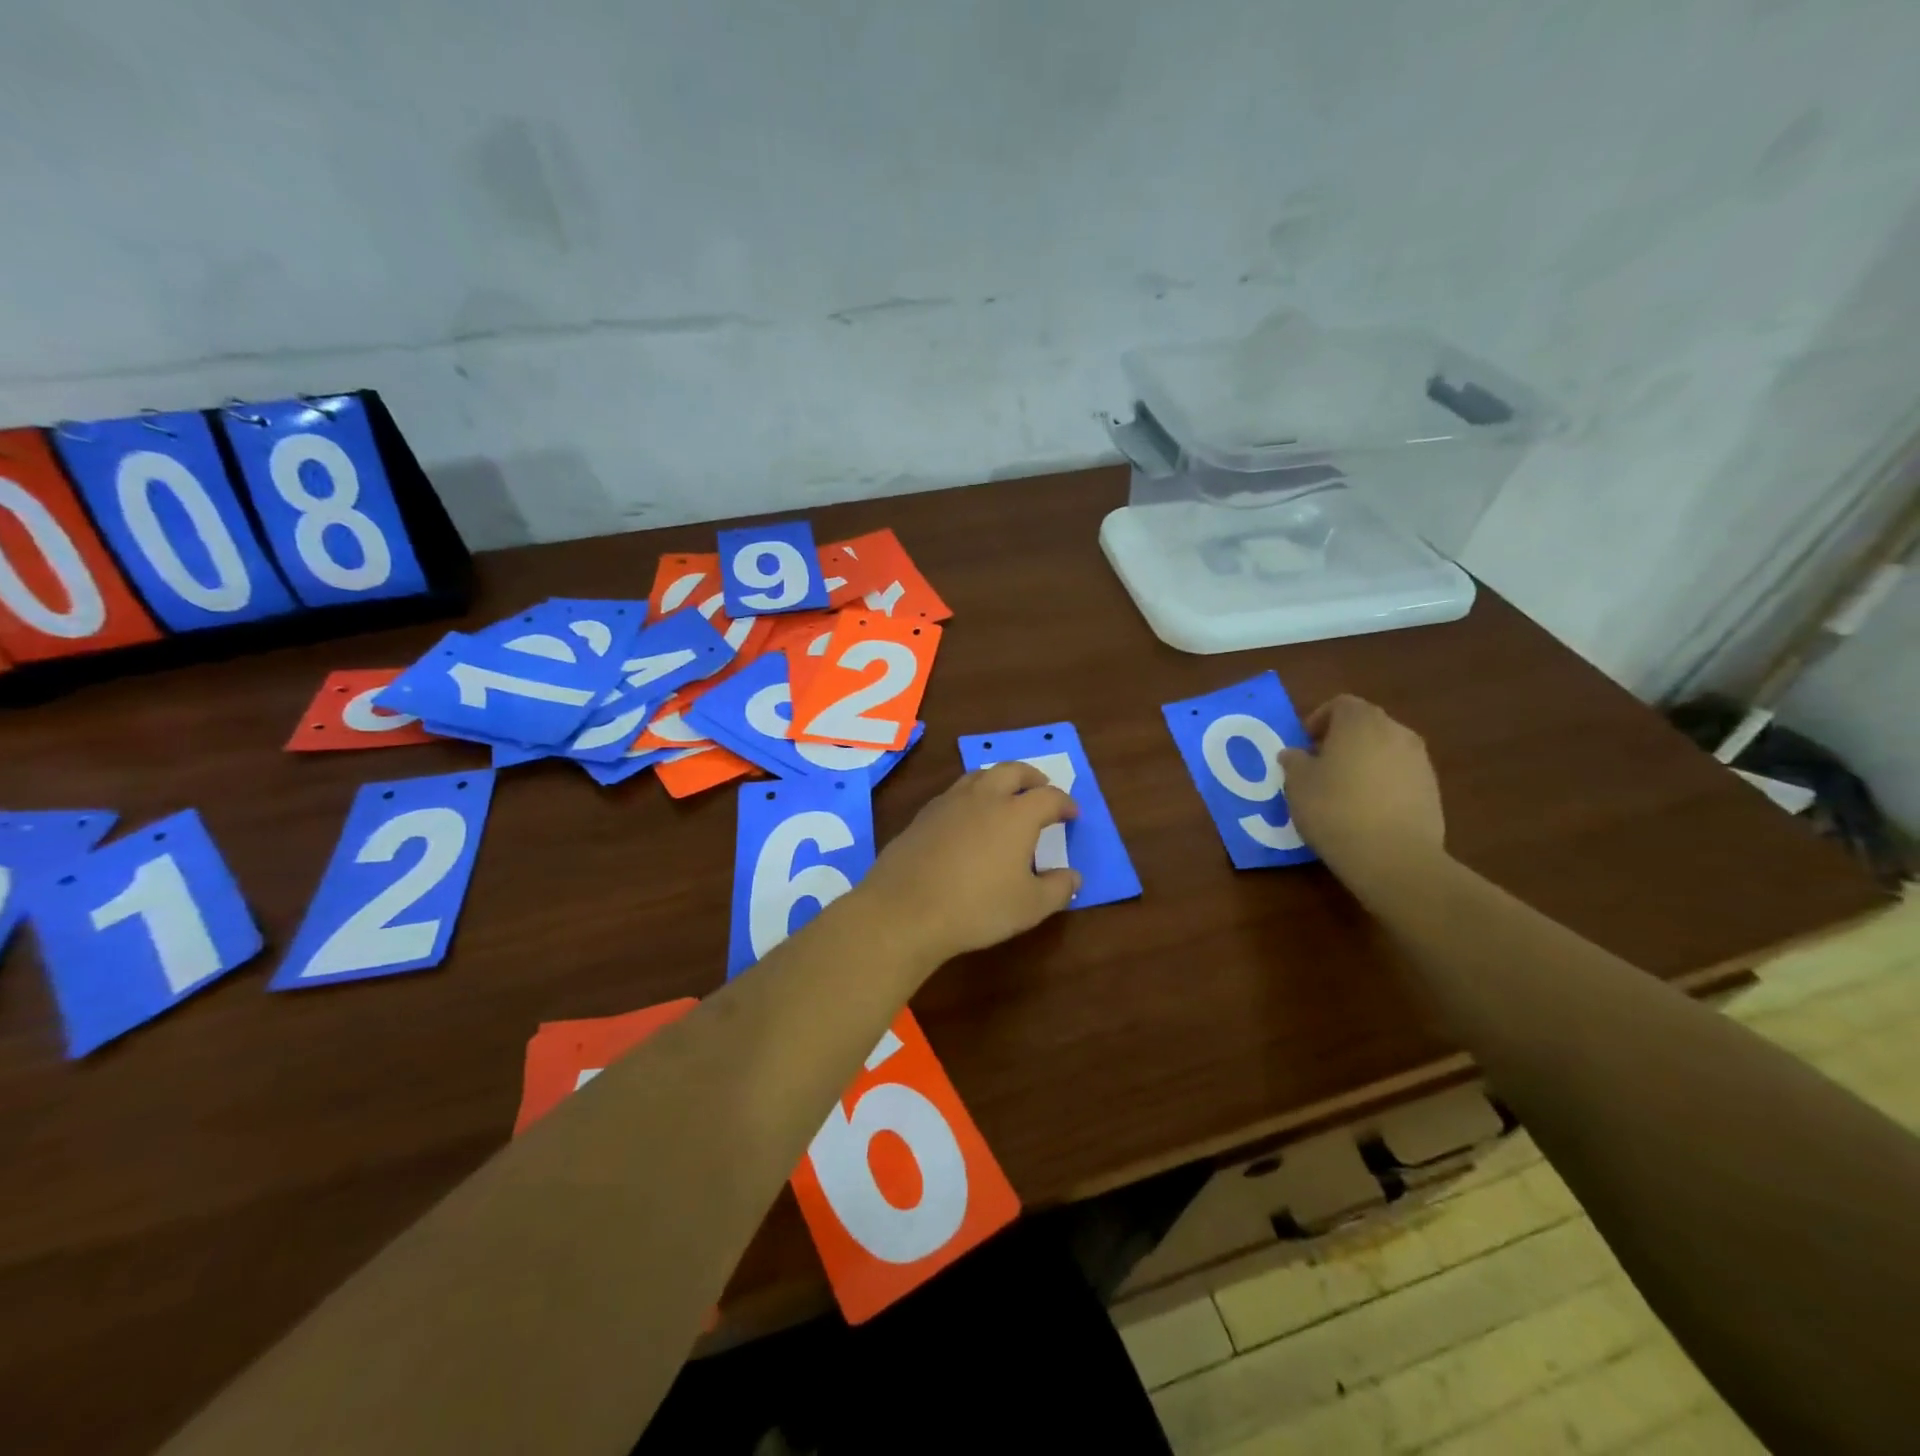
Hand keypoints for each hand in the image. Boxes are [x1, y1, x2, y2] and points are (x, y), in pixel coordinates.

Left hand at [853, 763, 1080, 967]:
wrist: (905, 911)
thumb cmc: (977, 908)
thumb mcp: (1030, 907)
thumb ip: (1058, 889)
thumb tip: (1073, 877)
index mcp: (1016, 814)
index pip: (1049, 797)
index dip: (1064, 803)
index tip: (1072, 814)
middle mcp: (983, 798)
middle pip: (1012, 771)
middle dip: (1031, 777)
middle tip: (1040, 788)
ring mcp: (948, 803)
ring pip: (978, 776)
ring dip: (997, 779)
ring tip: (1004, 795)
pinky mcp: (922, 816)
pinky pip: (953, 794)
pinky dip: (970, 797)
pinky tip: (967, 818)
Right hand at [1279, 695, 1444, 883]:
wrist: (1393, 856)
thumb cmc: (1335, 809)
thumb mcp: (1297, 784)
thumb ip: (1294, 761)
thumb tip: (1295, 754)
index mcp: (1360, 722)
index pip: (1340, 704)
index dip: (1319, 720)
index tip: (1304, 745)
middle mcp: (1395, 732)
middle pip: (1366, 724)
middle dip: (1342, 739)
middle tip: (1320, 766)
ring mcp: (1419, 761)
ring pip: (1385, 749)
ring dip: (1364, 761)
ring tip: (1344, 791)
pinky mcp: (1432, 790)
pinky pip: (1400, 775)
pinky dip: (1383, 783)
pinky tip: (1367, 811)